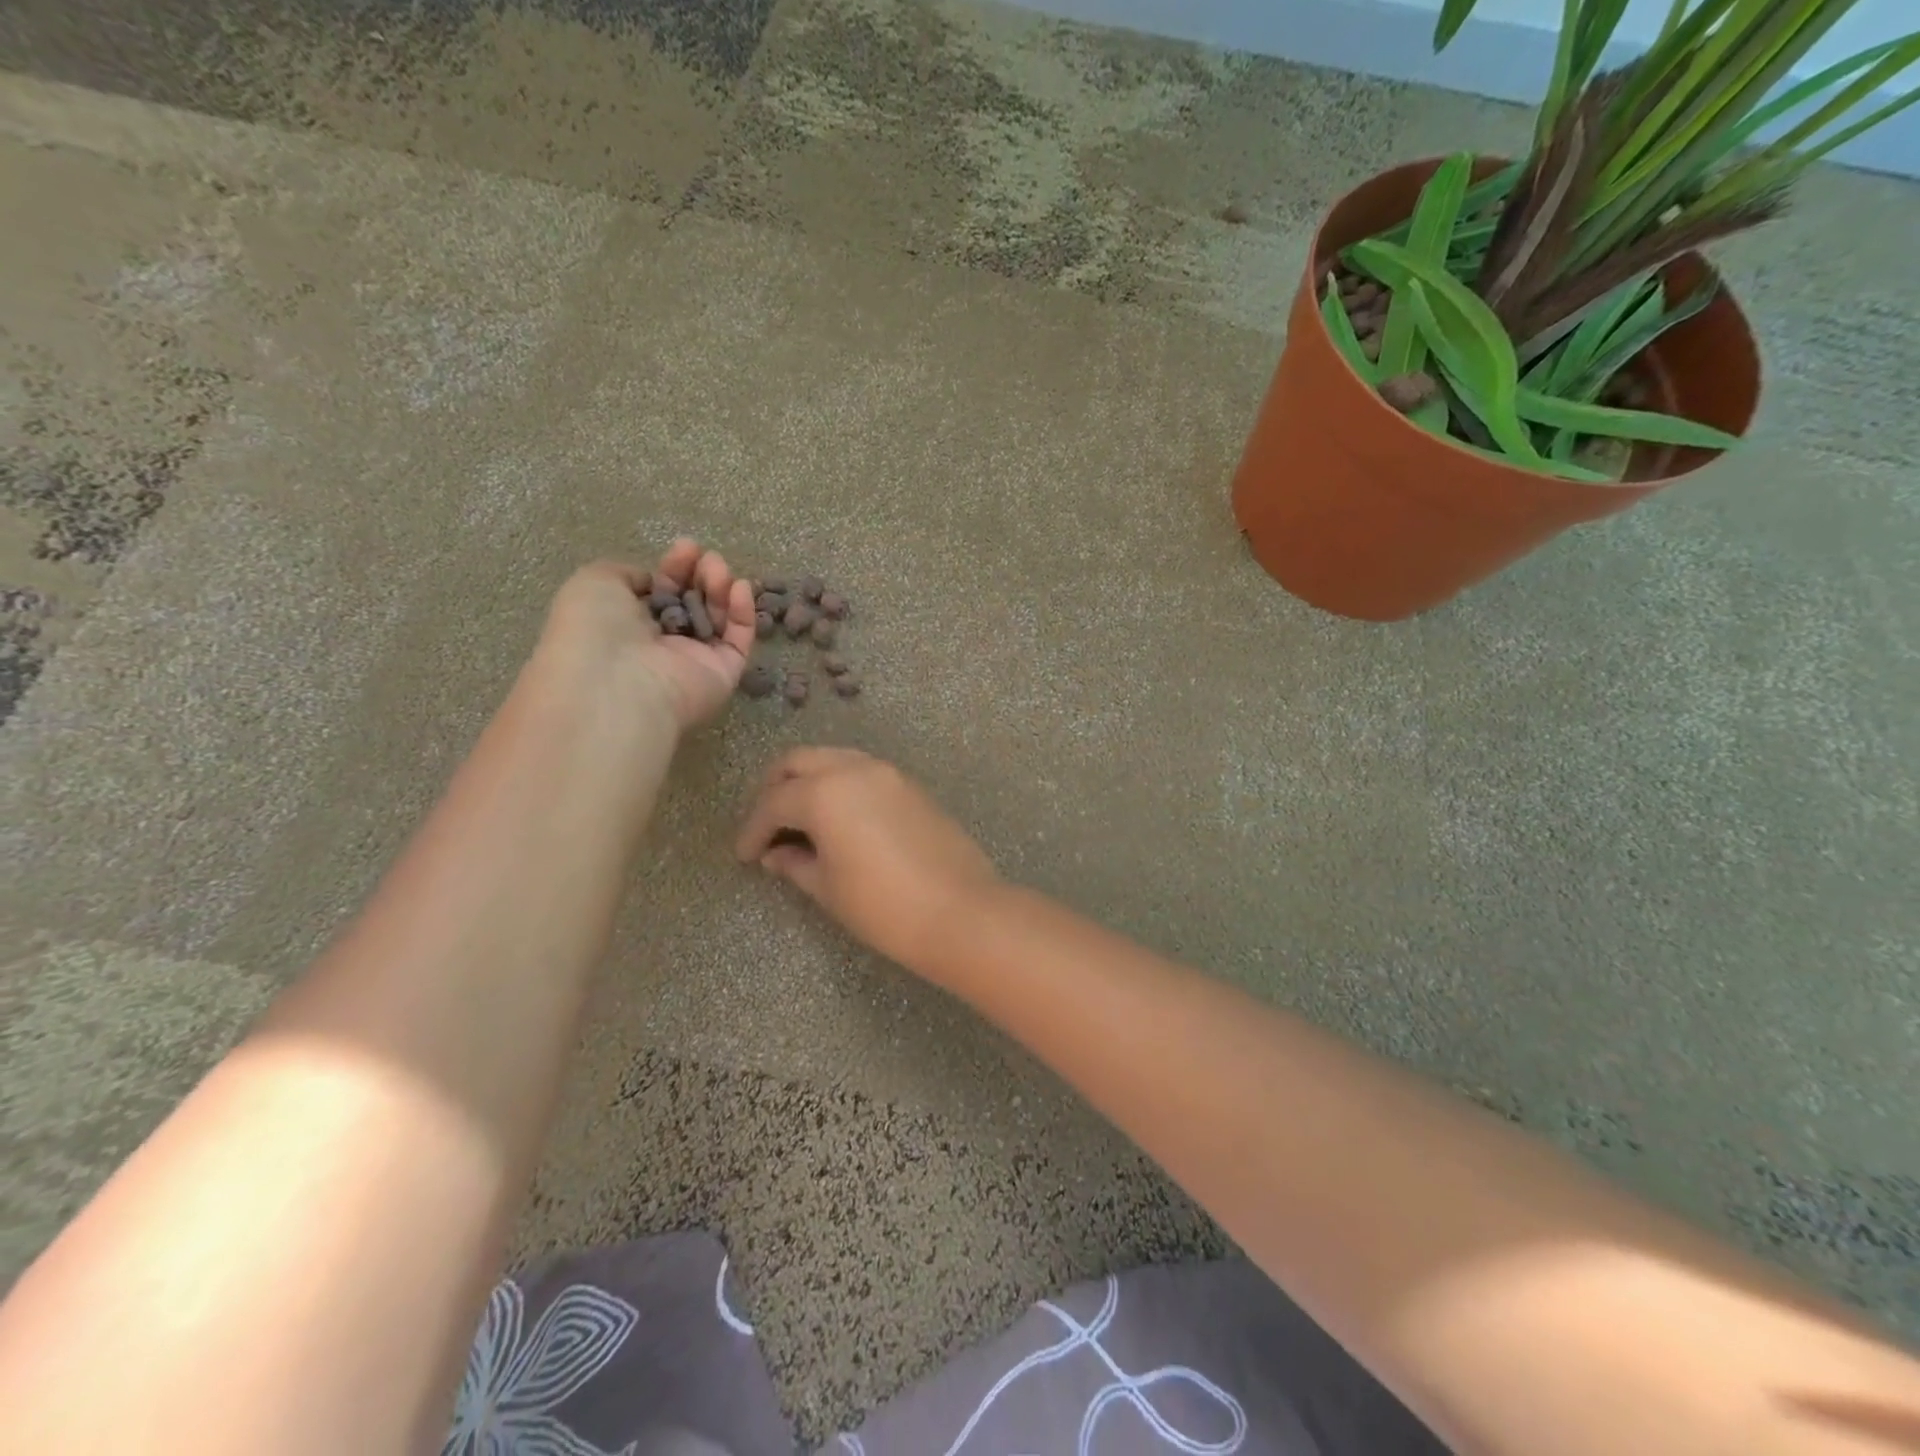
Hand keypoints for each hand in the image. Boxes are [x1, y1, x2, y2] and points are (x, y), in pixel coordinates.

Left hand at [537, 540, 755, 730]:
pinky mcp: (724, 674)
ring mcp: (695, 660)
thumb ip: (627, 573)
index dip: (674, 568)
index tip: (685, 548)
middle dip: (700, 574)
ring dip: (720, 588)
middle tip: (706, 558)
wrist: (617, 684)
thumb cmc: (596, 631)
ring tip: (718, 568)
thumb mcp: (595, 583)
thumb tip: (654, 581)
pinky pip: (739, 641)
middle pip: (693, 602)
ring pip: (718, 618)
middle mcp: (662, 644)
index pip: (662, 592)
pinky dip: (743, 613)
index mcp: (628, 625)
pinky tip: (739, 588)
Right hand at [735, 749, 999, 971]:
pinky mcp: (911, 786)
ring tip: (801, 823)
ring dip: (809, 783)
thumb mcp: (828, 888)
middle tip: (767, 826)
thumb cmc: (883, 906)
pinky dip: (841, 786)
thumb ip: (795, 863)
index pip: (773, 803)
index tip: (744, 856)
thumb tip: (775, 854)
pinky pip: (863, 773)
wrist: (960, 911)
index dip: (752, 830)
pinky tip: (839, 821)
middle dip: (775, 790)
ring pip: (833, 760)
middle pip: (799, 762)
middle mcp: (854, 768)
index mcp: (824, 792)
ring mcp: (887, 773)